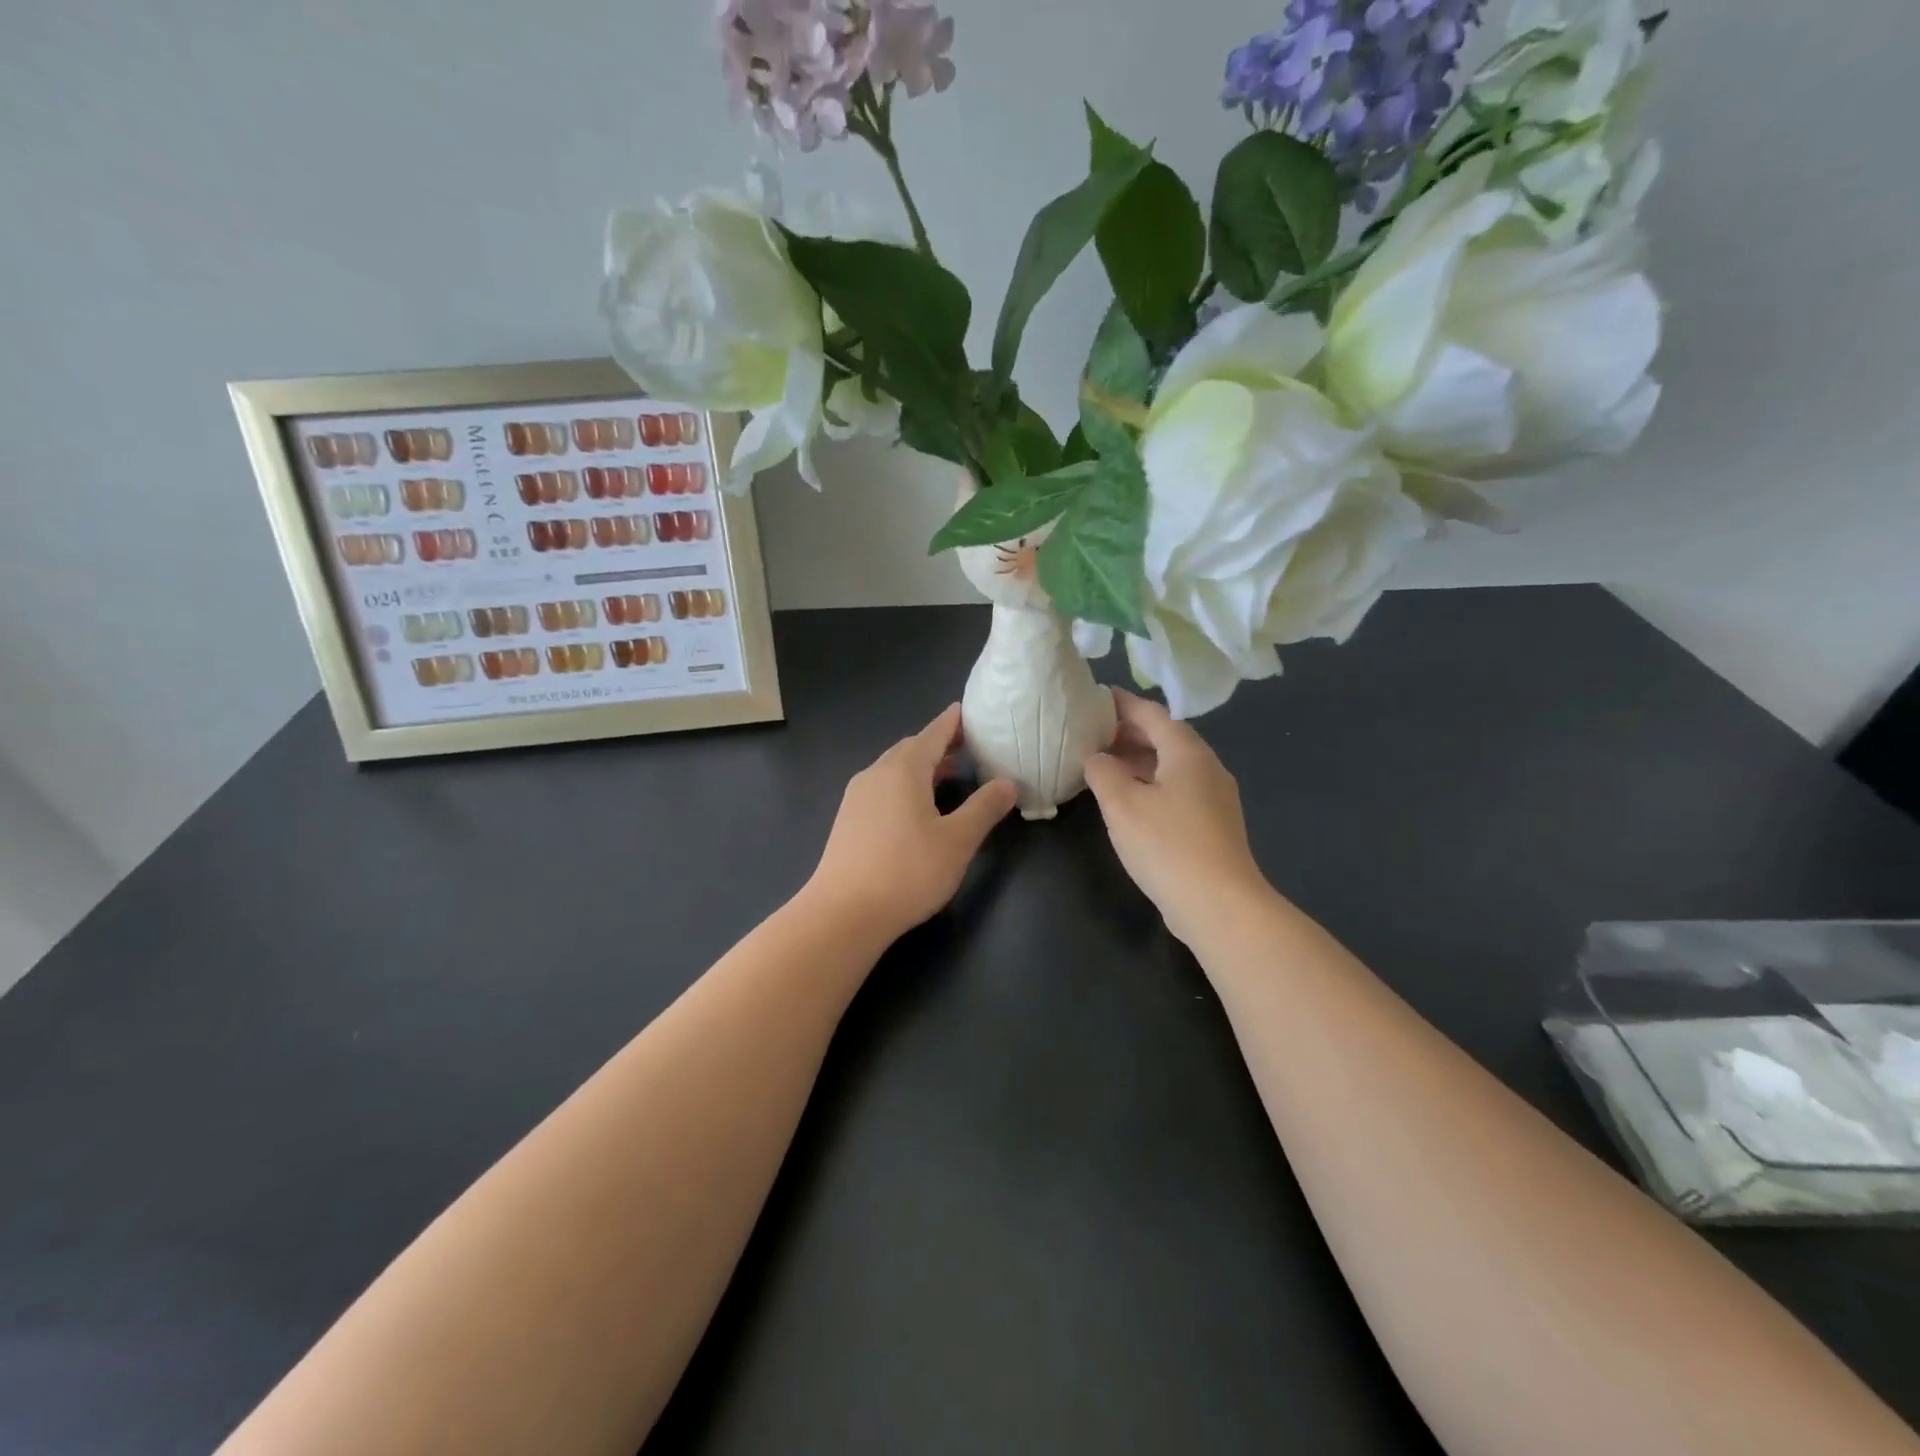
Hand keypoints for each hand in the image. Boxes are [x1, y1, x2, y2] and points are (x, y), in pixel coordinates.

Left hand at [806, 704, 1017, 941]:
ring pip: (894, 770)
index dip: (952, 722)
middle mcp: (876, 774)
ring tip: (948, 775)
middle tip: (966, 746)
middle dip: (938, 744)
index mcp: (903, 770)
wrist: (844, 913)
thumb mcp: (957, 841)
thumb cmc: (907, 871)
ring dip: (921, 767)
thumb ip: (984, 808)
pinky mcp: (848, 821)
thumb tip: (1007, 783)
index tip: (966, 710)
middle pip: (911, 749)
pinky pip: (882, 789)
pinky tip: (917, 808)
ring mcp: (857, 798)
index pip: (932, 734)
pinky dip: (905, 786)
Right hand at [1082, 689, 1270, 944]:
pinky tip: (1130, 800)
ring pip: (1171, 765)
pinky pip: (1178, 788)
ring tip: (1104, 765)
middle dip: (1128, 732)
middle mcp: (1206, 766)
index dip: (1122, 704)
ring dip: (1138, 760)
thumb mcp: (1122, 804)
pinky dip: (1151, 782)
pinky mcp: (1214, 823)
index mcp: (1187, 752)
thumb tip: (1096, 757)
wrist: (1219, 905)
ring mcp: (1215, 796)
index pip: (1151, 713)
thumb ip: (1103, 772)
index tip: (1095, 697)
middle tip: (1092, 734)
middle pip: (1165, 737)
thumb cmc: (1167, 845)